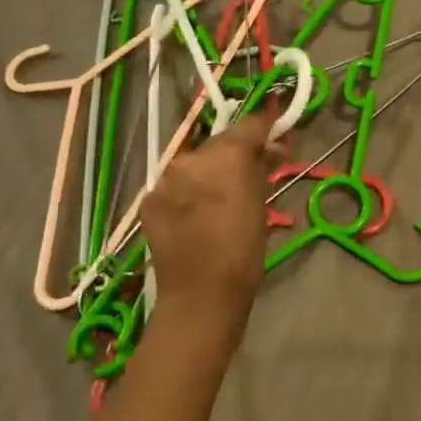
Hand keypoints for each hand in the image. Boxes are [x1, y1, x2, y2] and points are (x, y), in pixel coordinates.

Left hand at [140, 108, 276, 320]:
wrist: (201, 295)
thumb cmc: (243, 251)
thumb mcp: (261, 205)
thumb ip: (262, 169)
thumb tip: (270, 149)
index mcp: (226, 156)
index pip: (249, 126)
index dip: (263, 129)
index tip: (272, 136)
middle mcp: (191, 158)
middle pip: (218, 144)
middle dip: (233, 155)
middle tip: (247, 175)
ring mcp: (165, 179)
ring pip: (193, 165)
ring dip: (207, 174)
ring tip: (217, 200)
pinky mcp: (148, 200)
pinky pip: (173, 186)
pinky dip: (185, 194)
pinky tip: (194, 216)